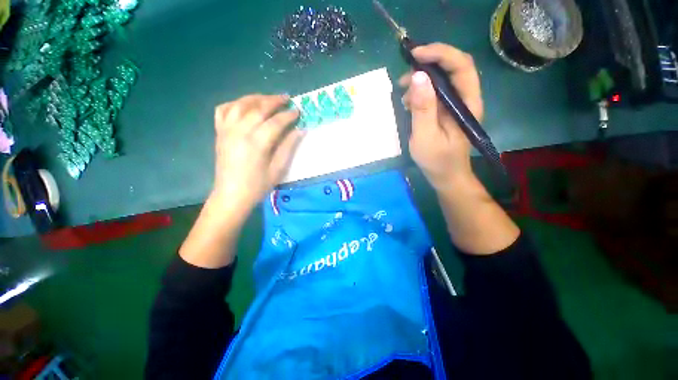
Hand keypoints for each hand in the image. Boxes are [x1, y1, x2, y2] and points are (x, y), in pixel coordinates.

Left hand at [211, 94, 303, 210]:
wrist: (231, 195)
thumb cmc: (258, 185)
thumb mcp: (278, 169)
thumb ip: (288, 147)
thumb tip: (300, 130)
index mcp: (257, 143)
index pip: (276, 122)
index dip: (288, 115)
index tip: (298, 111)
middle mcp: (240, 131)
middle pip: (258, 108)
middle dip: (274, 101)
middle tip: (287, 99)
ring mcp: (227, 130)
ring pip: (240, 104)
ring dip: (256, 98)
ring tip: (268, 98)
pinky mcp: (219, 133)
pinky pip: (223, 110)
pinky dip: (234, 103)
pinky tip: (244, 106)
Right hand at [399, 43, 482, 189]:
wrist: (446, 176)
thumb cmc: (437, 160)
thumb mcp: (425, 136)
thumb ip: (423, 108)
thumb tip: (417, 77)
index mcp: (467, 104)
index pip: (460, 66)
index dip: (440, 53)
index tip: (415, 54)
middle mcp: (465, 99)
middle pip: (452, 68)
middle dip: (429, 64)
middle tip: (405, 75)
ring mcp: (456, 105)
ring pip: (442, 80)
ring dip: (422, 80)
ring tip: (403, 92)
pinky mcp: (447, 111)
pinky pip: (435, 93)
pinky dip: (421, 93)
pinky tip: (409, 103)